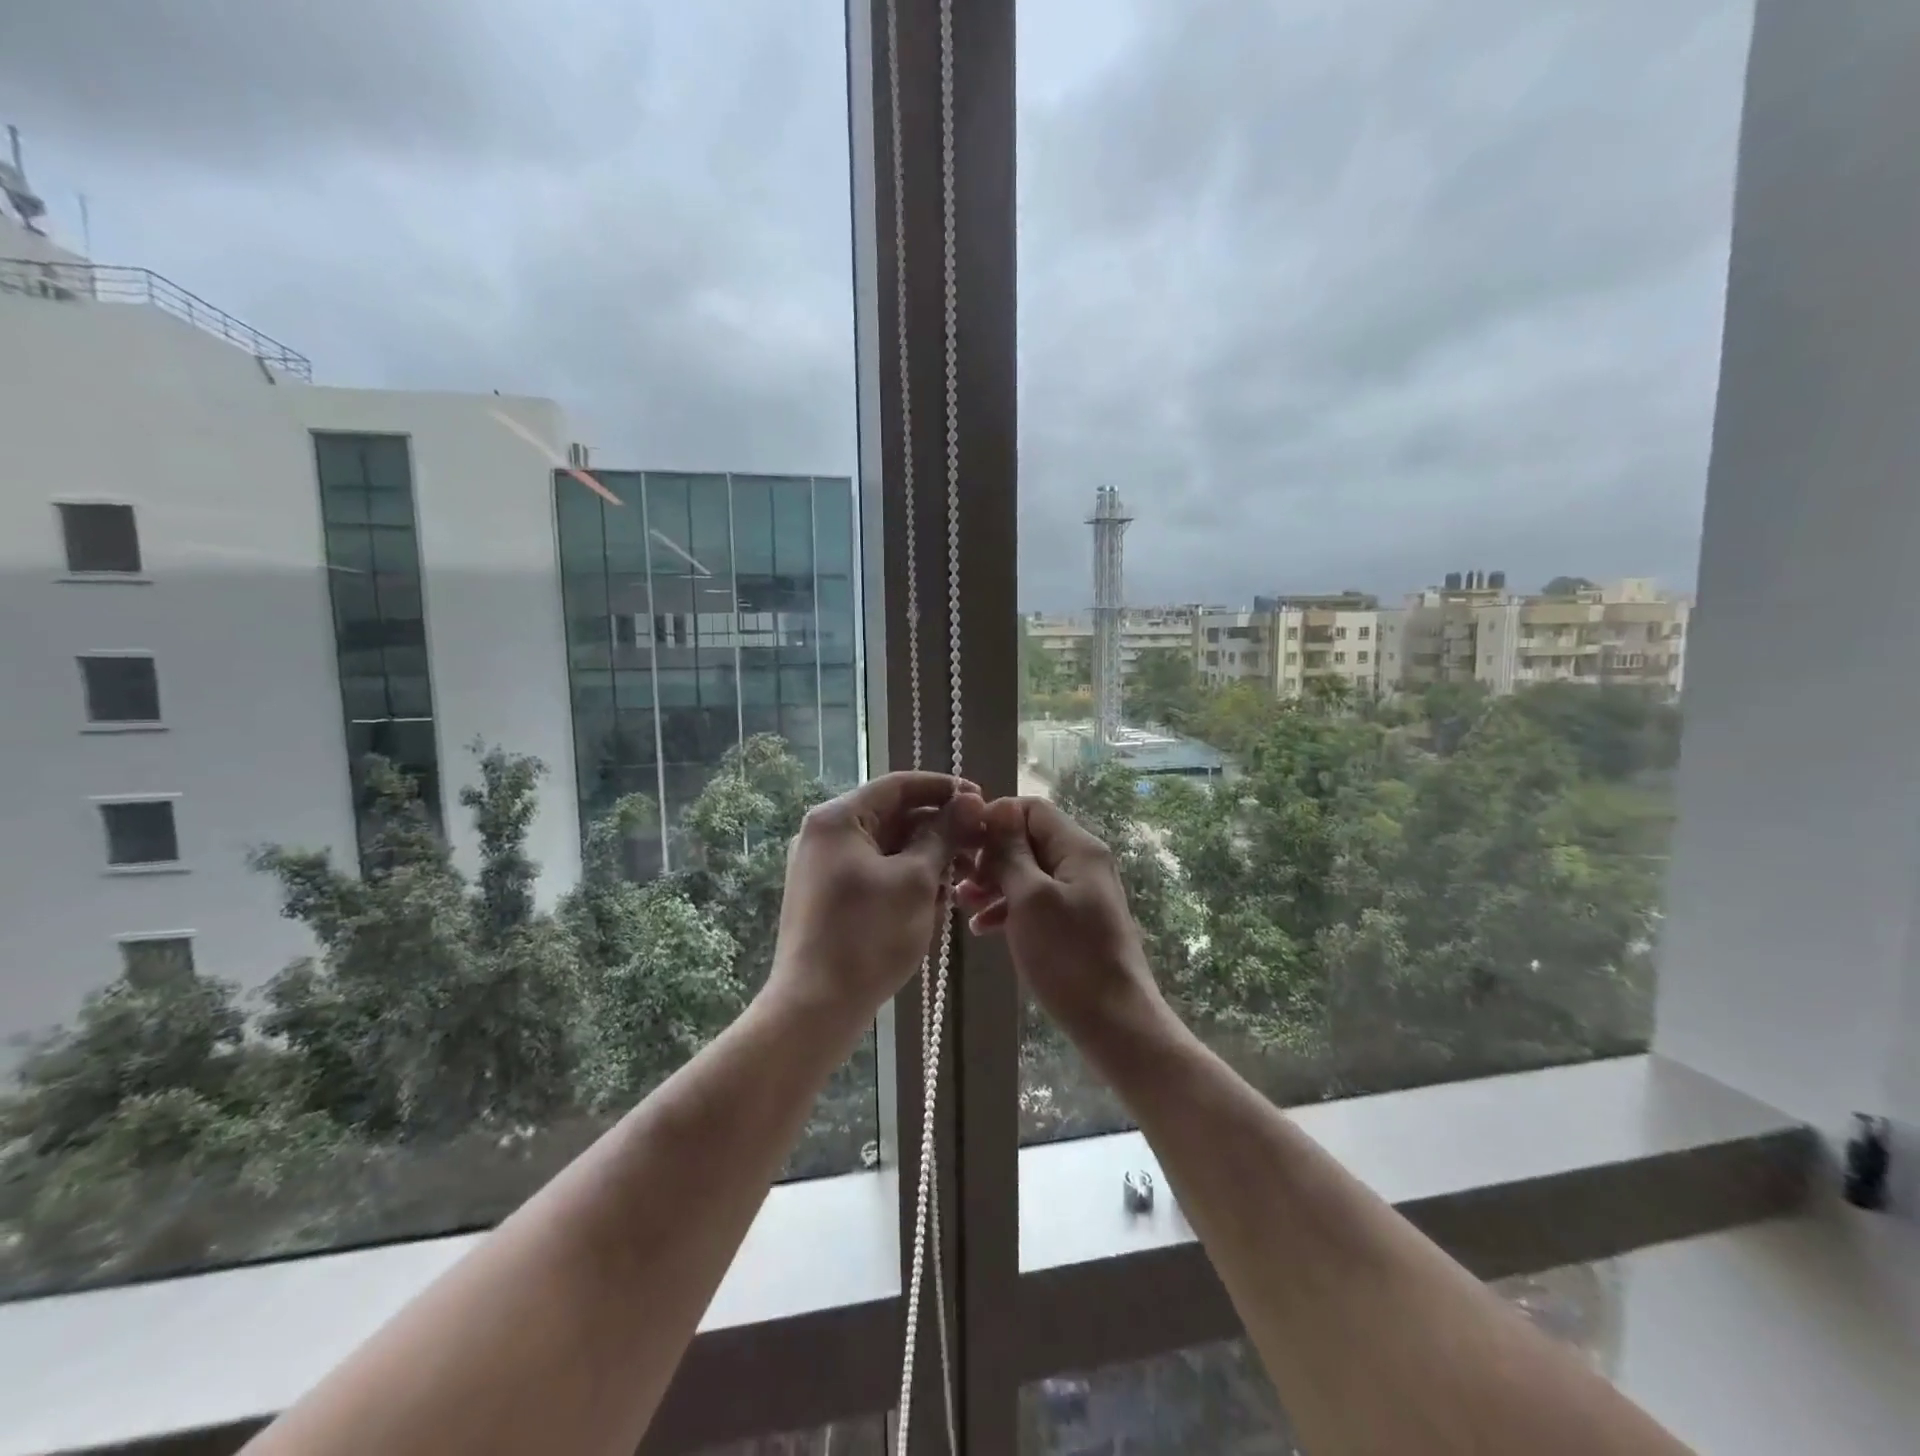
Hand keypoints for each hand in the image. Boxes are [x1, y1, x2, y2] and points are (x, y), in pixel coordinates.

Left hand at [770, 772, 984, 1027]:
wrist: (815, 1008)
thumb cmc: (868, 935)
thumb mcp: (916, 880)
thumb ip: (944, 834)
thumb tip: (970, 800)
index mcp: (838, 818)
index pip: (899, 785)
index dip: (944, 789)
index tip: (982, 799)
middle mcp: (826, 835)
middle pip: (894, 816)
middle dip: (940, 828)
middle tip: (982, 843)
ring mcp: (825, 867)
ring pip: (888, 847)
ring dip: (928, 856)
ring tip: (966, 877)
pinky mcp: (830, 897)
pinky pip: (876, 873)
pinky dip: (908, 879)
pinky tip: (939, 899)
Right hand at [956, 797, 1161, 1037]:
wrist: (1115, 1022)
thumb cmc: (1069, 955)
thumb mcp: (1030, 898)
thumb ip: (1010, 852)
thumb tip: (996, 810)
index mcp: (1078, 847)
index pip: (1031, 809)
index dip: (995, 818)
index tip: (961, 841)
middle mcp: (1082, 862)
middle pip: (1028, 840)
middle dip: (990, 855)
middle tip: (958, 880)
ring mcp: (1080, 893)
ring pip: (1028, 872)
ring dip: (994, 884)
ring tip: (961, 905)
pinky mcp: (1074, 922)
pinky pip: (1035, 901)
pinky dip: (1009, 909)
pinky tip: (981, 929)